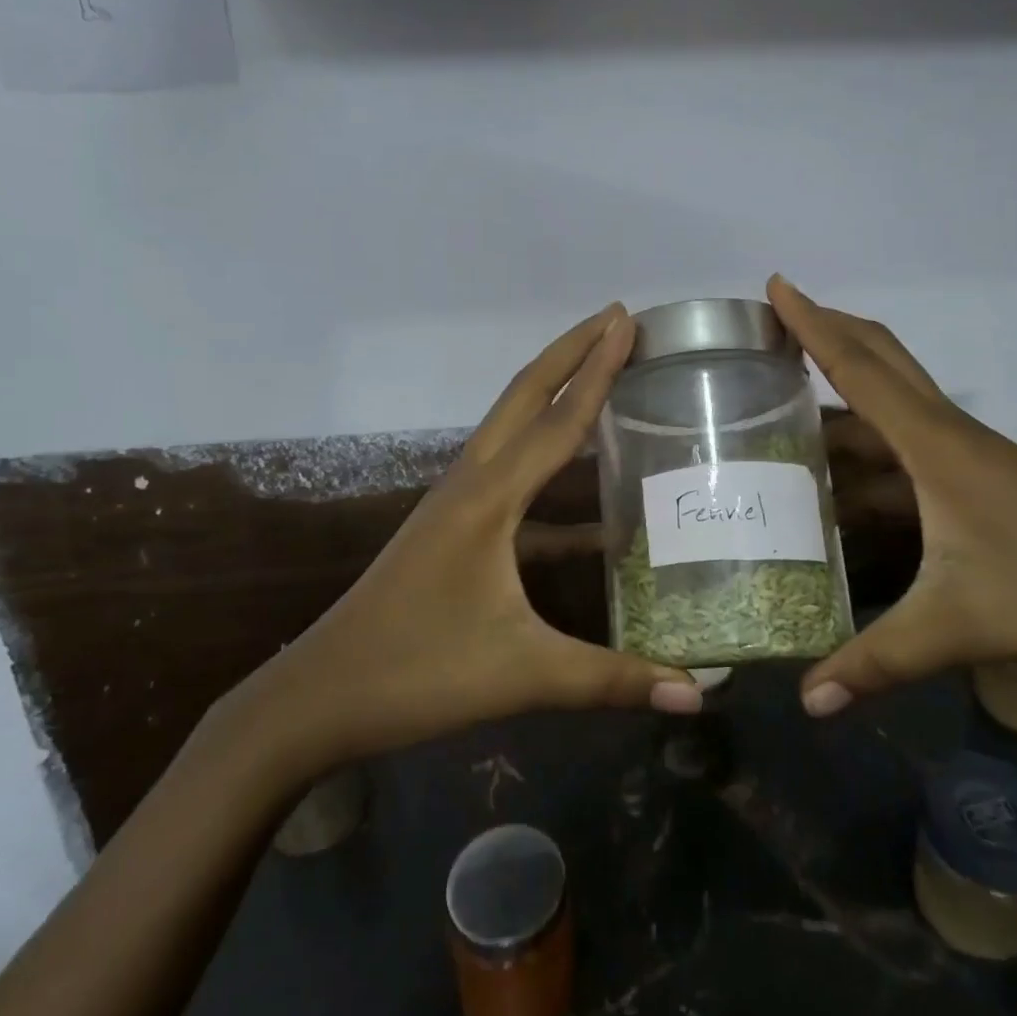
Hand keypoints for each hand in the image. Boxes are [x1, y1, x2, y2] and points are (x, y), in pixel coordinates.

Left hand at [215, 305, 703, 785]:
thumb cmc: (418, 673)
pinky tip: (587, 505)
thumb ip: (612, 679)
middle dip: (571, 351)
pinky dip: (545, 463)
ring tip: (601, 373)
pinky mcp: (453, 525)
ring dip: (555, 393)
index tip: (627, 320)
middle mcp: (472, 482)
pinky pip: (508, 473)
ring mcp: (456, 500)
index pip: (559, 420)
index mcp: (489, 498)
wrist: (319, 696)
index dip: (598, 368)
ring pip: (511, 426)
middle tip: (617, 319)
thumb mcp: (523, 674)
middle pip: (525, 395)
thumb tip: (697, 692)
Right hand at [766, 276, 1016, 717]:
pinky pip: (904, 444)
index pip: (861, 368)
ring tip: (782, 403)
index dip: (814, 324)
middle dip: (828, 330)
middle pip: (881, 360)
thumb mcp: (960, 626)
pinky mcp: (975, 480)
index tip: (777, 285)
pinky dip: (866, 444)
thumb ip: (878, 660)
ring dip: (842, 392)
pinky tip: (839, 477)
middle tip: (775, 317)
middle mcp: (945, 435)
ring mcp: (963, 456)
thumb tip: (807, 701)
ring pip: (892, 404)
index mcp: (935, 446)